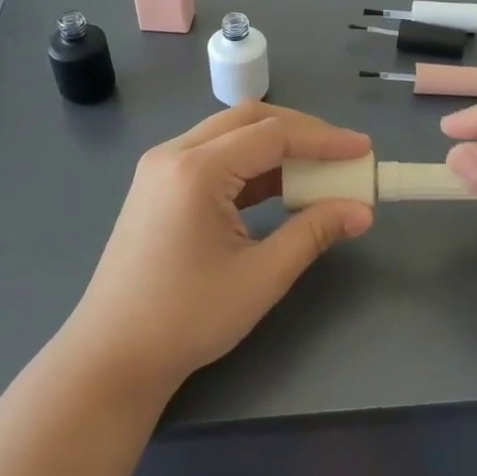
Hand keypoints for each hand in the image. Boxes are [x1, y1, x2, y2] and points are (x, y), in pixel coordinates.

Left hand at [62, 102, 375, 400]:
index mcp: (196, 169)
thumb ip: (313, 233)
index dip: (323, 139)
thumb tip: (362, 210)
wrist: (112, 355)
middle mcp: (173, 154)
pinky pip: (211, 158)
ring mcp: (159, 168)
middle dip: (301, 132)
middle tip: (343, 154)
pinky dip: (248, 165)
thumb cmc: (187, 318)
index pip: (272, 134)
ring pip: (228, 135)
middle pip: (248, 120)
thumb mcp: (261, 276)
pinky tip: (278, 187)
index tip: (364, 150)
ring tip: (318, 169)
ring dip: (274, 146)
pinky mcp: (157, 187)